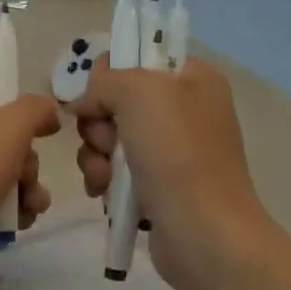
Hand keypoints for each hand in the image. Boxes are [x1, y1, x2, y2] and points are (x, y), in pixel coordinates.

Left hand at [0, 89, 59, 289]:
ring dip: (22, 188)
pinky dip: (4, 210)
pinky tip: (20, 224)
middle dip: (23, 161)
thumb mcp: (6, 130)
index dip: (14, 110)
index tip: (39, 131)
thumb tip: (48, 111)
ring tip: (32, 206)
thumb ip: (34, 109)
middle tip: (28, 177)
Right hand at [72, 58, 274, 289]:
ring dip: (95, 154)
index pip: (139, 55)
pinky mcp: (156, 185)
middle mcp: (184, 110)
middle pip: (116, 99)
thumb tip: (86, 101)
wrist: (204, 233)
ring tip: (104, 176)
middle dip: (98, 121)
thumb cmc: (177, 153)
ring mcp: (171, 150)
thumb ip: (105, 80)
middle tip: (106, 140)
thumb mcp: (139, 92)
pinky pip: (114, 169)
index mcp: (193, 78)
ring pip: (109, 136)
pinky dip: (103, 179)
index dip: (110, 72)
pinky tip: (104, 193)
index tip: (98, 94)